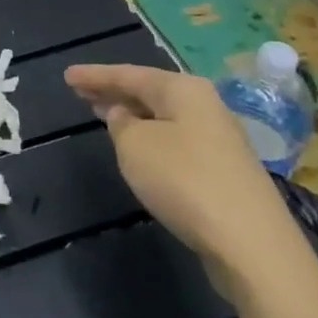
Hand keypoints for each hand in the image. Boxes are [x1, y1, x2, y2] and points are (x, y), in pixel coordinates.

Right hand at [65, 64, 306, 291]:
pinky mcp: (224, 170)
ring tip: (102, 113)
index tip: (66, 75)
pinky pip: (176, 139)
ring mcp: (219, 138)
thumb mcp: (135, 146)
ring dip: (132, 114)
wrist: (250, 242)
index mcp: (183, 90)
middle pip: (150, 92)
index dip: (95, 75)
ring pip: (164, 116)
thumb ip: (121, 124)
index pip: (129, 74)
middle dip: (115, 91)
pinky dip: (151, 135)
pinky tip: (138, 146)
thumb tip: (124, 116)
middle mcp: (205, 105)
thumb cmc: (184, 180)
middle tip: (80, 91)